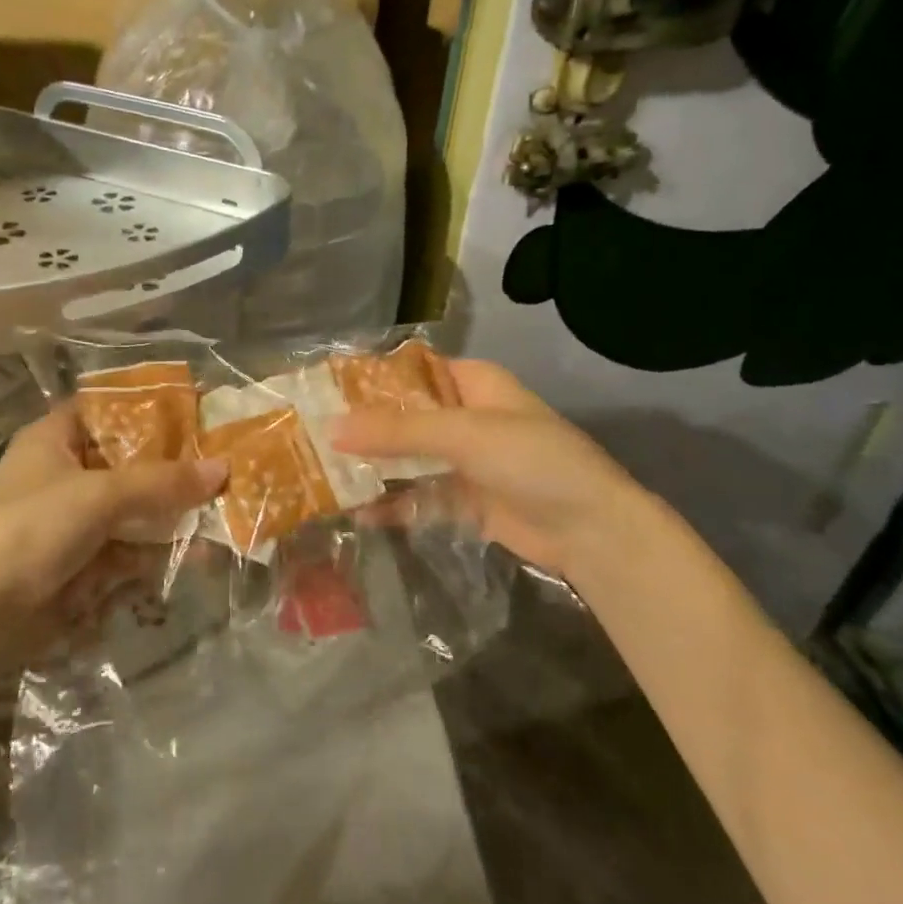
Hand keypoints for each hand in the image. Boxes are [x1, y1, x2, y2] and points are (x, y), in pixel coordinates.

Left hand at [0, 410, 225, 626]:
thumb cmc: (31, 532)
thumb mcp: (99, 496)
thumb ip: (162, 482)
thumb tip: (224, 469)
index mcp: (55, 438)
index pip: (109, 409)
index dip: (151, 409)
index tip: (198, 413)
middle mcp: (64, 472)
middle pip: (129, 460)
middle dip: (174, 467)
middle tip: (225, 464)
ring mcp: (72, 519)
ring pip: (133, 507)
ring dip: (172, 513)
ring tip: (223, 513)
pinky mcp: (80, 561)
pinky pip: (128, 546)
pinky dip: (157, 549)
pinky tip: (196, 554)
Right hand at [332, 359, 656, 581]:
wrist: (592, 531)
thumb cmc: (532, 460)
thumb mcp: (463, 435)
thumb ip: (398, 431)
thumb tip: (332, 427)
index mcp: (471, 383)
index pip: (409, 372)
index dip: (367, 380)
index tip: (321, 391)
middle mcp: (464, 416)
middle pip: (403, 417)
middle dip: (362, 428)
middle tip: (309, 436)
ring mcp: (464, 460)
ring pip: (407, 458)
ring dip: (373, 467)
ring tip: (321, 474)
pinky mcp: (464, 500)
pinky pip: (418, 496)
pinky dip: (391, 503)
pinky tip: (356, 512)